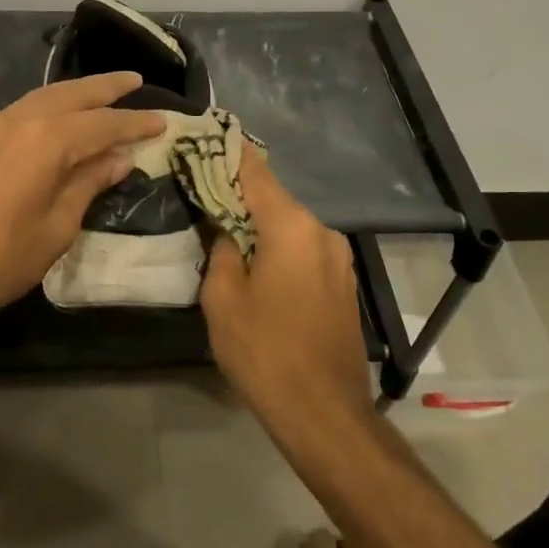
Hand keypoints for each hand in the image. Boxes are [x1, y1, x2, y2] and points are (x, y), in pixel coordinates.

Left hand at [0, 72, 166, 342]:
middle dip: (105, 87)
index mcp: (47, 141)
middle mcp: (17, 121)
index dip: (135, 121)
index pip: (104, 123)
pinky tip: (51, 121)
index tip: (162, 119)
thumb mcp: (56, 229)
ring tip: (98, 95)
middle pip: (70, 95)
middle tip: (134, 81)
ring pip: (39, 99)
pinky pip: (16, 113)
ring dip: (73, 94)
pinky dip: (43, 109)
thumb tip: (118, 158)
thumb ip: (88, 185)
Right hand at [200, 153, 372, 428]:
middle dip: (241, 196)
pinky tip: (257, 265)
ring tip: (225, 232)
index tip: (210, 136)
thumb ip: (222, 252)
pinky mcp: (344, 284)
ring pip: (291, 229)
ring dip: (261, 227)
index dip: (231, 154)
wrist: (323, 411)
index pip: (256, 174)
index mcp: (292, 227)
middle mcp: (322, 232)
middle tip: (204, 192)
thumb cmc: (264, 351)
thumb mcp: (223, 299)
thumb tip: (227, 233)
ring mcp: (339, 259)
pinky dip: (280, 249)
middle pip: (275, 201)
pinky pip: (305, 252)